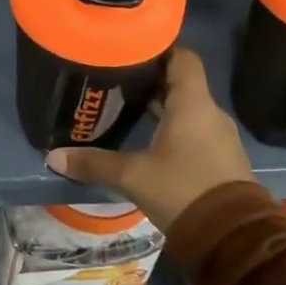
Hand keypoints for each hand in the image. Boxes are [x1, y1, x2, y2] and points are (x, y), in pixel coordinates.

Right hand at [45, 47, 253, 232]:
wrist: (232, 237)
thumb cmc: (182, 189)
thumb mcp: (132, 176)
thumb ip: (94, 163)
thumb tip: (53, 157)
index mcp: (192, 103)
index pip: (182, 57)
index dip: (159, 48)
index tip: (131, 48)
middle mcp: (209, 112)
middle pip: (181, 82)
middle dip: (151, 79)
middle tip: (117, 78)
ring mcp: (219, 136)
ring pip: (188, 108)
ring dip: (163, 105)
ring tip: (128, 106)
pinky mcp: (221, 158)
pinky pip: (195, 130)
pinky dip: (174, 127)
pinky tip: (150, 138)